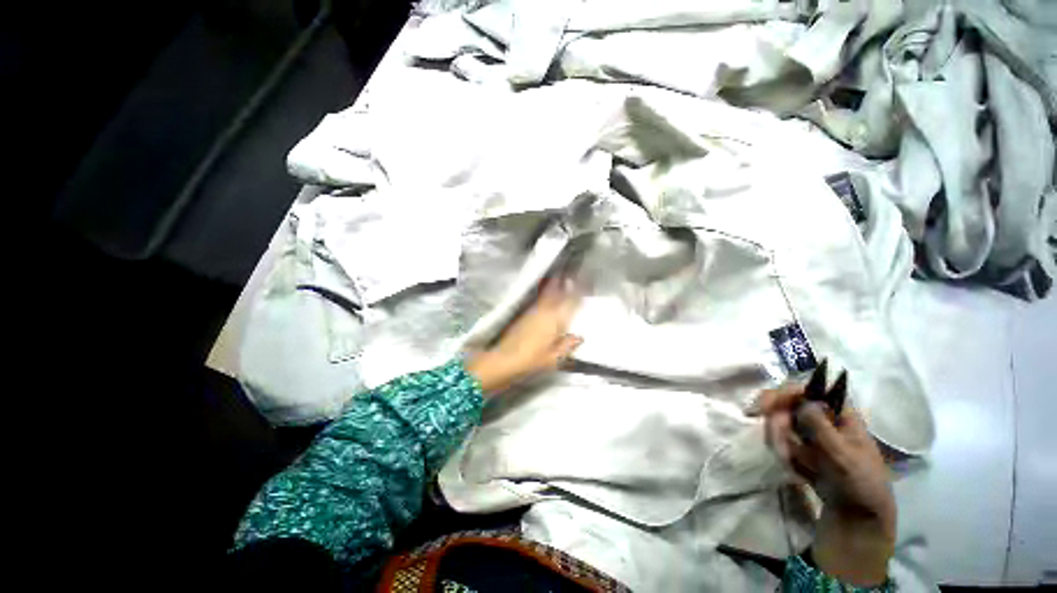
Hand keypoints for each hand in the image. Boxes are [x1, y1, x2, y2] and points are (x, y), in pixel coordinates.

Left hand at [466, 277, 582, 394]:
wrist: (504, 358)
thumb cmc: (532, 360)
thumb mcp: (554, 358)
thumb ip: (567, 346)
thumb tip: (579, 337)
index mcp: (556, 320)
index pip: (571, 301)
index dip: (579, 290)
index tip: (586, 279)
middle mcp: (545, 311)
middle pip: (557, 293)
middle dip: (565, 282)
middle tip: (572, 272)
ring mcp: (533, 311)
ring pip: (547, 294)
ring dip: (554, 284)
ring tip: (560, 276)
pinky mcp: (524, 314)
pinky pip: (539, 299)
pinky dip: (544, 293)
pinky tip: (545, 293)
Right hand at [754, 384, 895, 586]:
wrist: (856, 516)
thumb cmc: (859, 482)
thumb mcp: (842, 454)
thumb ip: (821, 426)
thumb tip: (804, 399)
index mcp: (840, 413)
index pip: (810, 389)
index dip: (786, 392)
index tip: (766, 405)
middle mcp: (823, 417)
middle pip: (788, 404)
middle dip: (778, 422)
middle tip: (777, 443)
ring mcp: (810, 432)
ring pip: (780, 422)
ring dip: (778, 440)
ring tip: (788, 461)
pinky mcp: (800, 447)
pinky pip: (780, 439)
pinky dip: (780, 450)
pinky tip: (790, 465)